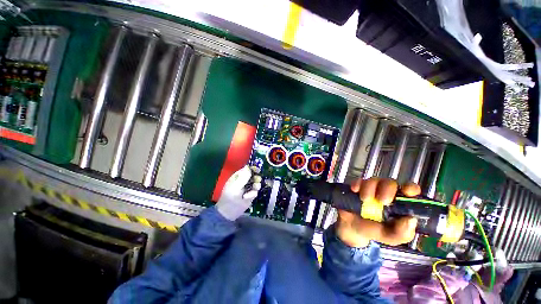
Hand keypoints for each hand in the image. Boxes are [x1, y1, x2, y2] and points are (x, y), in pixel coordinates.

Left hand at [215, 165, 261, 220]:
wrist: (229, 212)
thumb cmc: (230, 197)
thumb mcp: (235, 186)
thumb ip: (243, 177)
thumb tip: (248, 166)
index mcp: (238, 176)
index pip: (247, 169)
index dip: (253, 168)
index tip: (258, 170)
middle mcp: (244, 180)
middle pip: (254, 175)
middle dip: (256, 178)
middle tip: (256, 180)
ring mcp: (248, 187)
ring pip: (257, 183)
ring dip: (256, 186)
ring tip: (252, 190)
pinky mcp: (251, 194)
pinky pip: (256, 191)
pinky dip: (252, 194)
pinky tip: (247, 197)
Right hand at [335, 178, 420, 247]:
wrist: (351, 228)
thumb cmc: (374, 230)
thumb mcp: (390, 237)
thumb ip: (402, 232)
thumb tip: (410, 219)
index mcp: (399, 203)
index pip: (410, 190)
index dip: (410, 188)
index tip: (407, 192)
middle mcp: (386, 192)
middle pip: (389, 183)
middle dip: (387, 189)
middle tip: (382, 201)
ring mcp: (371, 188)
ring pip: (373, 181)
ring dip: (369, 188)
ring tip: (364, 200)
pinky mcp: (357, 187)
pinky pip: (358, 181)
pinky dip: (357, 184)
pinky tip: (355, 190)